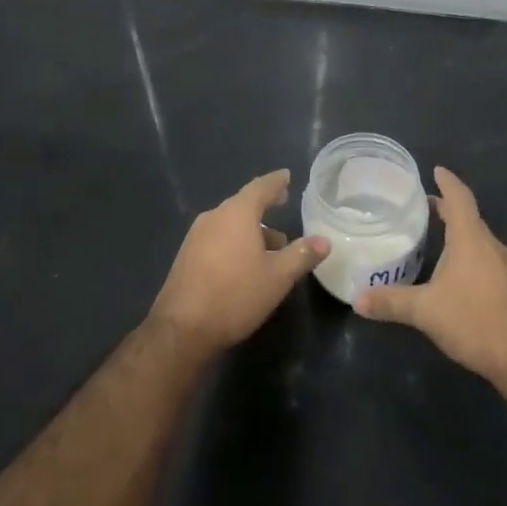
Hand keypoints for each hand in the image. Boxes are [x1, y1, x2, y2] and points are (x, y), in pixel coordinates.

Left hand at [149, 169, 329, 355]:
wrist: (182, 328)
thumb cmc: (236, 295)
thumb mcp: (277, 277)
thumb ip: (301, 255)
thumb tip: (324, 241)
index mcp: (236, 214)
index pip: (260, 187)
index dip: (275, 182)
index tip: (286, 176)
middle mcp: (214, 217)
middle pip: (243, 205)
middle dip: (264, 207)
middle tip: (282, 206)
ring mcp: (196, 236)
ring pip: (230, 224)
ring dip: (251, 230)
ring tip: (272, 246)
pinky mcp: (187, 256)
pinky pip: (217, 238)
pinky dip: (235, 242)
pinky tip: (246, 263)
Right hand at [355, 166, 506, 386]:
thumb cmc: (474, 321)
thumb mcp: (425, 311)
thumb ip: (391, 302)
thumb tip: (357, 300)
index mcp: (472, 239)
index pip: (459, 198)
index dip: (447, 182)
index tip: (435, 170)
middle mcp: (492, 246)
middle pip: (469, 217)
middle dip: (447, 209)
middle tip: (423, 206)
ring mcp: (506, 268)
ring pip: (479, 240)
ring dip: (459, 233)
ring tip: (436, 237)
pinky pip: (486, 259)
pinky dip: (469, 255)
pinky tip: (456, 274)